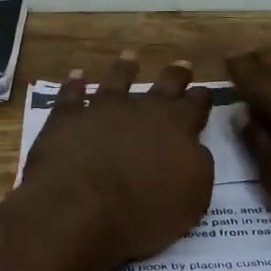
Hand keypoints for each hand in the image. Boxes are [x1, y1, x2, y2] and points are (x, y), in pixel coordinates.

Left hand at [23, 53, 214, 268]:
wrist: (80, 209)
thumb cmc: (143, 213)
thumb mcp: (192, 200)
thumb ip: (197, 167)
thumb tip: (194, 148)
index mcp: (177, 128)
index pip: (196, 105)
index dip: (201, 96)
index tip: (204, 89)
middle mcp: (141, 110)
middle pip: (163, 85)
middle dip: (175, 75)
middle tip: (181, 64)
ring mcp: (101, 109)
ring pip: (116, 80)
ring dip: (124, 68)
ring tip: (130, 56)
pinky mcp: (66, 118)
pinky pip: (71, 94)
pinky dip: (74, 84)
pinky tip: (77, 75)